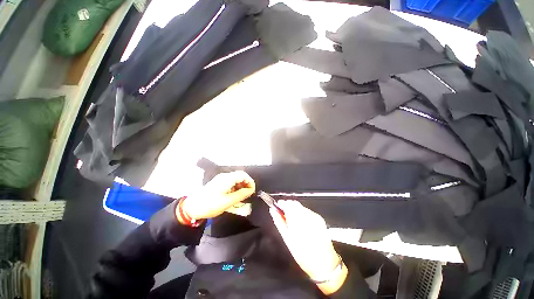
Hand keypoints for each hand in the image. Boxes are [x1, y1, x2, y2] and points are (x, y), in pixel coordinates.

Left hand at [179, 171, 254, 220]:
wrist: (192, 207)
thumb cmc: (210, 204)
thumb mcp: (228, 201)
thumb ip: (241, 194)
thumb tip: (251, 190)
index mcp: (227, 178)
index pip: (243, 175)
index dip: (250, 182)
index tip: (252, 191)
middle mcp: (224, 176)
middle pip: (240, 176)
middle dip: (246, 184)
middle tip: (248, 194)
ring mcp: (221, 179)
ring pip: (235, 180)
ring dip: (241, 186)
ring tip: (242, 196)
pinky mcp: (218, 183)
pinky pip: (230, 183)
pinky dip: (235, 188)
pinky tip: (235, 196)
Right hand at [270, 200, 346, 294]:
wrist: (324, 263)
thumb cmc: (303, 254)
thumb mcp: (287, 238)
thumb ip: (279, 221)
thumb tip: (273, 210)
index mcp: (297, 220)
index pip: (287, 204)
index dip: (281, 204)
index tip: (277, 206)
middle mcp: (307, 215)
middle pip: (294, 203)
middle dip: (288, 207)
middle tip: (284, 216)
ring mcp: (315, 216)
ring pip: (301, 207)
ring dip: (295, 211)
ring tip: (294, 223)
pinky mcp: (319, 218)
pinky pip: (308, 212)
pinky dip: (302, 215)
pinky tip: (302, 225)